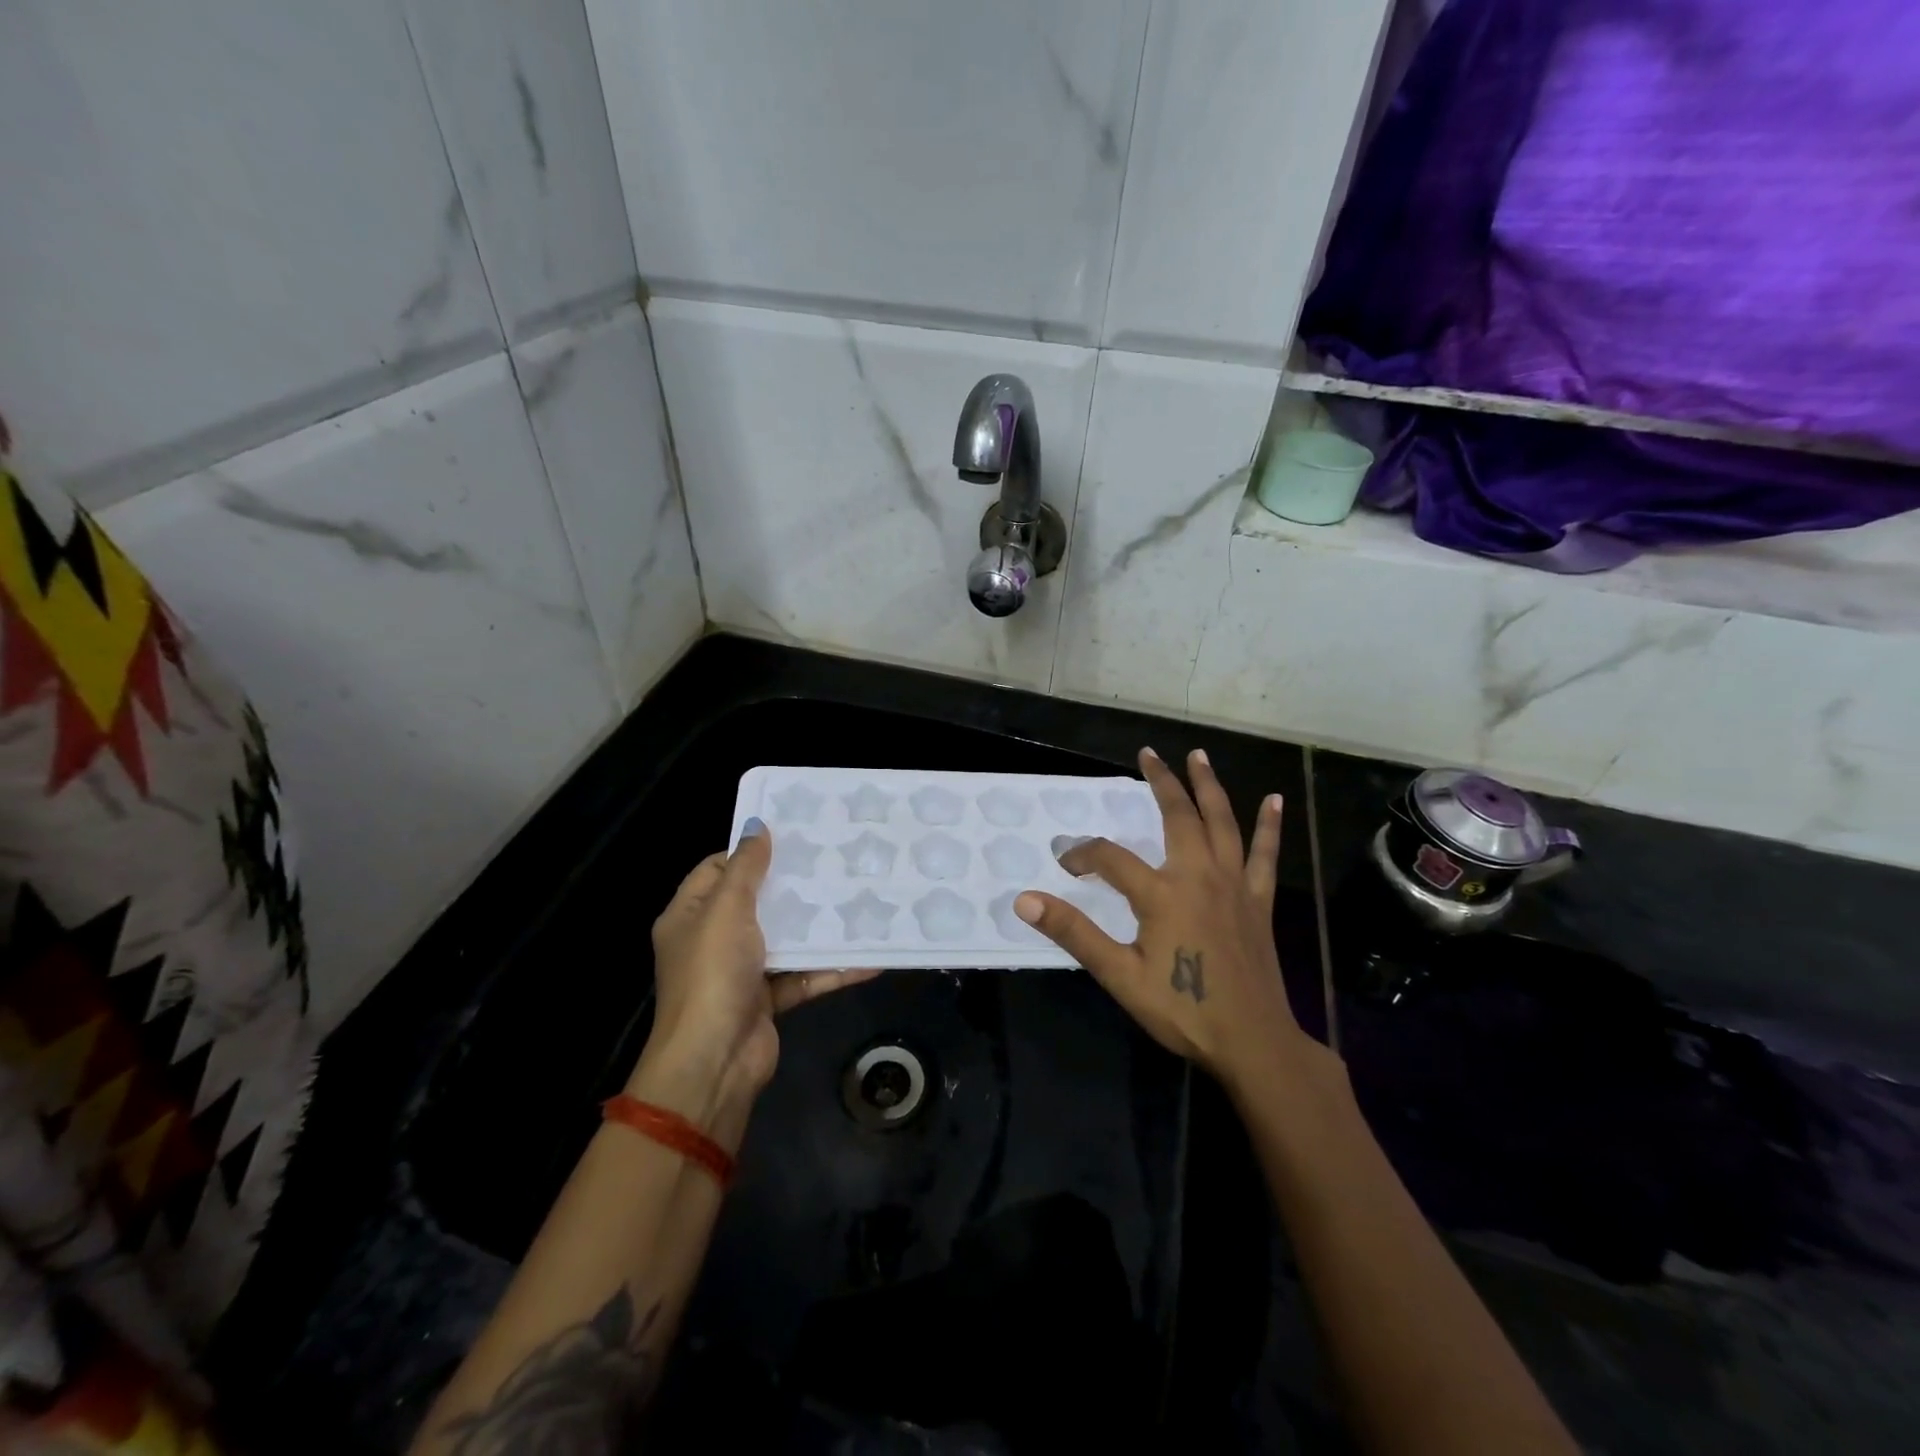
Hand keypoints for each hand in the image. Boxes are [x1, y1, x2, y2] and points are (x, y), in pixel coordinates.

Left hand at [630, 822, 877, 1140]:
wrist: (714, 1062)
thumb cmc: (713, 974)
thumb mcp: (726, 910)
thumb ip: (746, 867)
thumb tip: (757, 825)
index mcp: (690, 915)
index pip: (718, 869)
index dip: (750, 851)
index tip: (793, 834)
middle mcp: (714, 940)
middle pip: (757, 901)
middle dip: (793, 883)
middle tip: (834, 858)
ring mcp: (742, 971)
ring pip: (786, 938)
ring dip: (818, 924)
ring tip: (859, 896)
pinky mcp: (770, 998)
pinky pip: (805, 975)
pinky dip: (833, 967)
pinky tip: (870, 956)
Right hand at [1014, 748, 1311, 1090]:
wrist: (1253, 1042)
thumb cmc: (1182, 1010)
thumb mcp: (1119, 976)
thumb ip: (1074, 932)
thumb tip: (1025, 900)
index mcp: (1162, 894)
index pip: (1110, 858)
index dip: (1083, 855)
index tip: (1066, 863)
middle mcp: (1199, 876)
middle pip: (1178, 817)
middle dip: (1161, 783)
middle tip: (1148, 754)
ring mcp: (1234, 885)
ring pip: (1222, 823)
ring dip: (1209, 786)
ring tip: (1199, 756)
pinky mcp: (1258, 901)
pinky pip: (1264, 854)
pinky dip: (1269, 826)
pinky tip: (1274, 800)